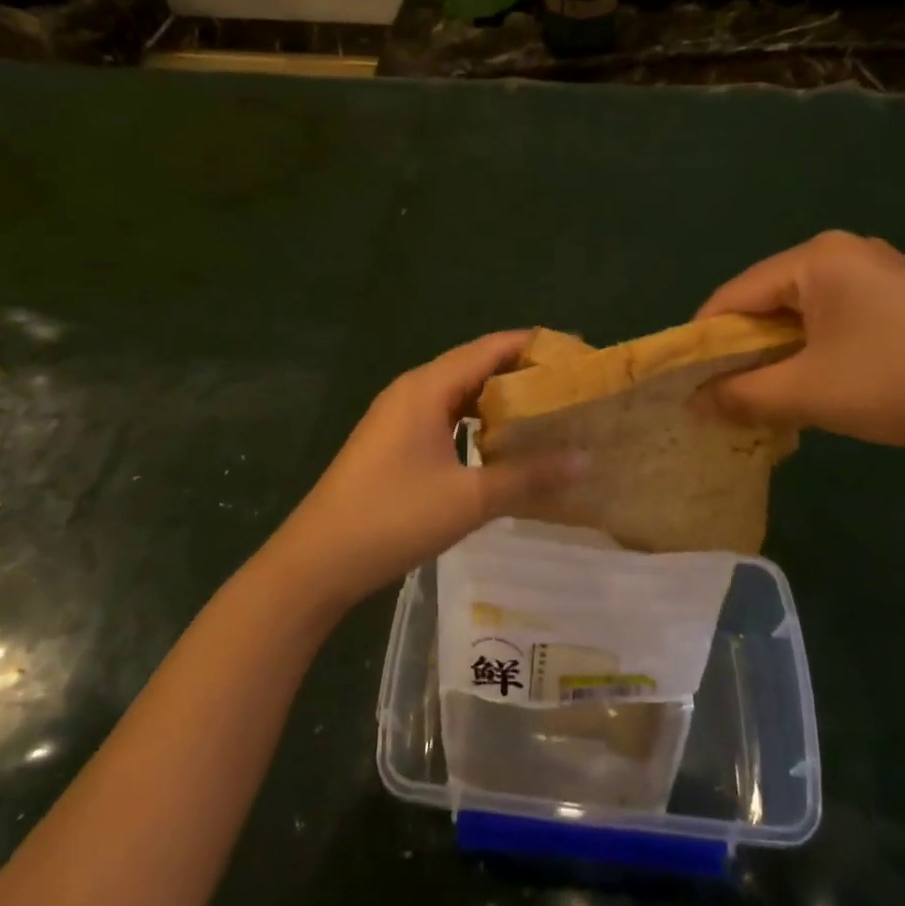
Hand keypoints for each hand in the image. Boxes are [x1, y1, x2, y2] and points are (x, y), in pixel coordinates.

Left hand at [265, 332, 585, 608]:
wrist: (318, 559)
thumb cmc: (393, 518)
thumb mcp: (468, 499)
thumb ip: (528, 477)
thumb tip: (586, 460)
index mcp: (427, 388)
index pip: (490, 348)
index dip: (534, 346)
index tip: (577, 356)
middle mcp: (412, 390)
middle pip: (475, 365)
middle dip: (521, 372)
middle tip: (570, 388)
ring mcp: (398, 416)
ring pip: (458, 393)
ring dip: (498, 398)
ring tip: (544, 412)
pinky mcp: (392, 441)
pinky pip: (443, 415)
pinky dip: (475, 421)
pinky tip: (499, 444)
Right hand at [696, 231, 904, 455]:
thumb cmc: (903, 383)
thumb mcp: (810, 394)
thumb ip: (740, 395)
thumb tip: (692, 404)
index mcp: (814, 258)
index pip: (731, 297)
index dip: (702, 344)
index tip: (685, 387)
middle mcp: (840, 252)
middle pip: (763, 303)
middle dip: (741, 354)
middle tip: (722, 400)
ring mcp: (873, 272)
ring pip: (797, 316)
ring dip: (775, 358)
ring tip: (764, 400)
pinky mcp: (896, 298)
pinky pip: (830, 321)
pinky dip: (810, 354)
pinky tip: (813, 387)